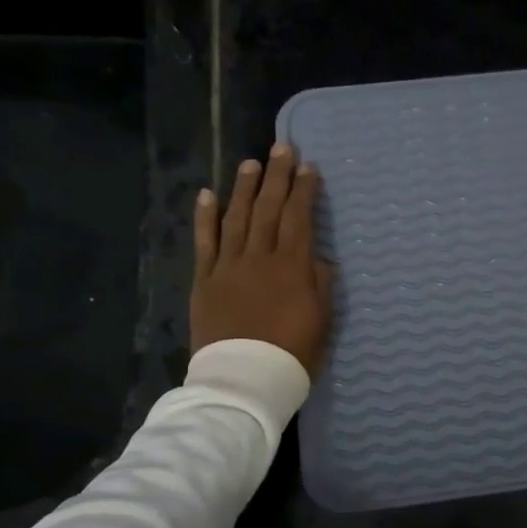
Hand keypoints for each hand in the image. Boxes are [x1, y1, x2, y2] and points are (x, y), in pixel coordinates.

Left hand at [191, 144, 334, 376]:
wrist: (245, 379)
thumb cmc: (293, 353)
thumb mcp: (322, 320)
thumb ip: (320, 283)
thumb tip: (317, 257)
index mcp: (292, 266)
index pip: (299, 218)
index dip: (304, 191)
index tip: (309, 167)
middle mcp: (260, 257)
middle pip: (269, 209)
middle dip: (277, 177)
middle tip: (282, 148)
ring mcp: (228, 267)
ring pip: (237, 218)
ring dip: (244, 188)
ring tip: (251, 163)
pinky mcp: (205, 281)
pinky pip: (205, 243)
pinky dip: (206, 218)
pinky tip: (208, 195)